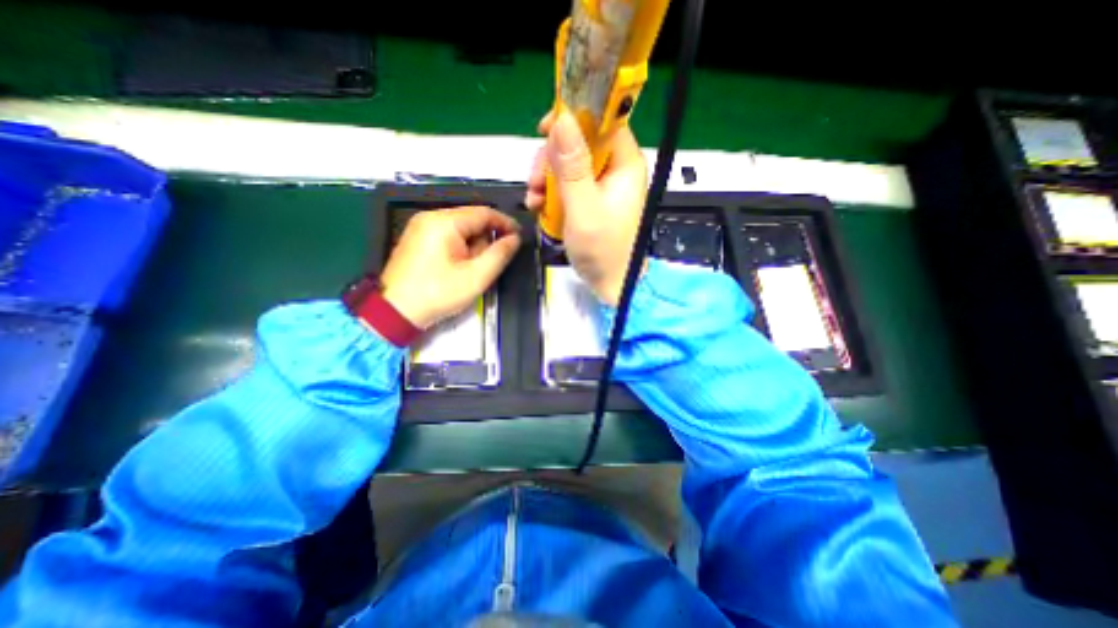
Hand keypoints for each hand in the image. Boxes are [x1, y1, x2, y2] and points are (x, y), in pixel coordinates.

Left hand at [381, 205, 522, 332]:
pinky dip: (460, 248)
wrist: (396, 311)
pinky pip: (447, 235)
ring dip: (473, 245)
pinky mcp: (417, 238)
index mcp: (444, 222)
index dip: (505, 223)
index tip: (519, 237)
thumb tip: (515, 238)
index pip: (484, 213)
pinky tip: (459, 267)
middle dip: (486, 239)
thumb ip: (499, 254)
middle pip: (471, 220)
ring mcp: (420, 227)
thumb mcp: (476, 276)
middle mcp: (430, 217)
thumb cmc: (439, 293)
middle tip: (491, 263)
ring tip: (471, 270)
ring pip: (460, 228)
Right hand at [529, 110, 652, 305]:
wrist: (609, 283)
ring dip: (546, 178)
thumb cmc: (602, 250)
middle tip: (535, 183)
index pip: (603, 120)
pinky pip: (567, 183)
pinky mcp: (590, 198)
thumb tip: (562, 118)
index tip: (544, 129)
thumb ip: (573, 167)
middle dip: (552, 159)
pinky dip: (550, 192)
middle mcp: (615, 169)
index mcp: (624, 164)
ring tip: (535, 201)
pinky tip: (539, 207)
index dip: (574, 117)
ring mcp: (602, 184)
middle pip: (580, 141)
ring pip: (568, 162)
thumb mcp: (584, 208)